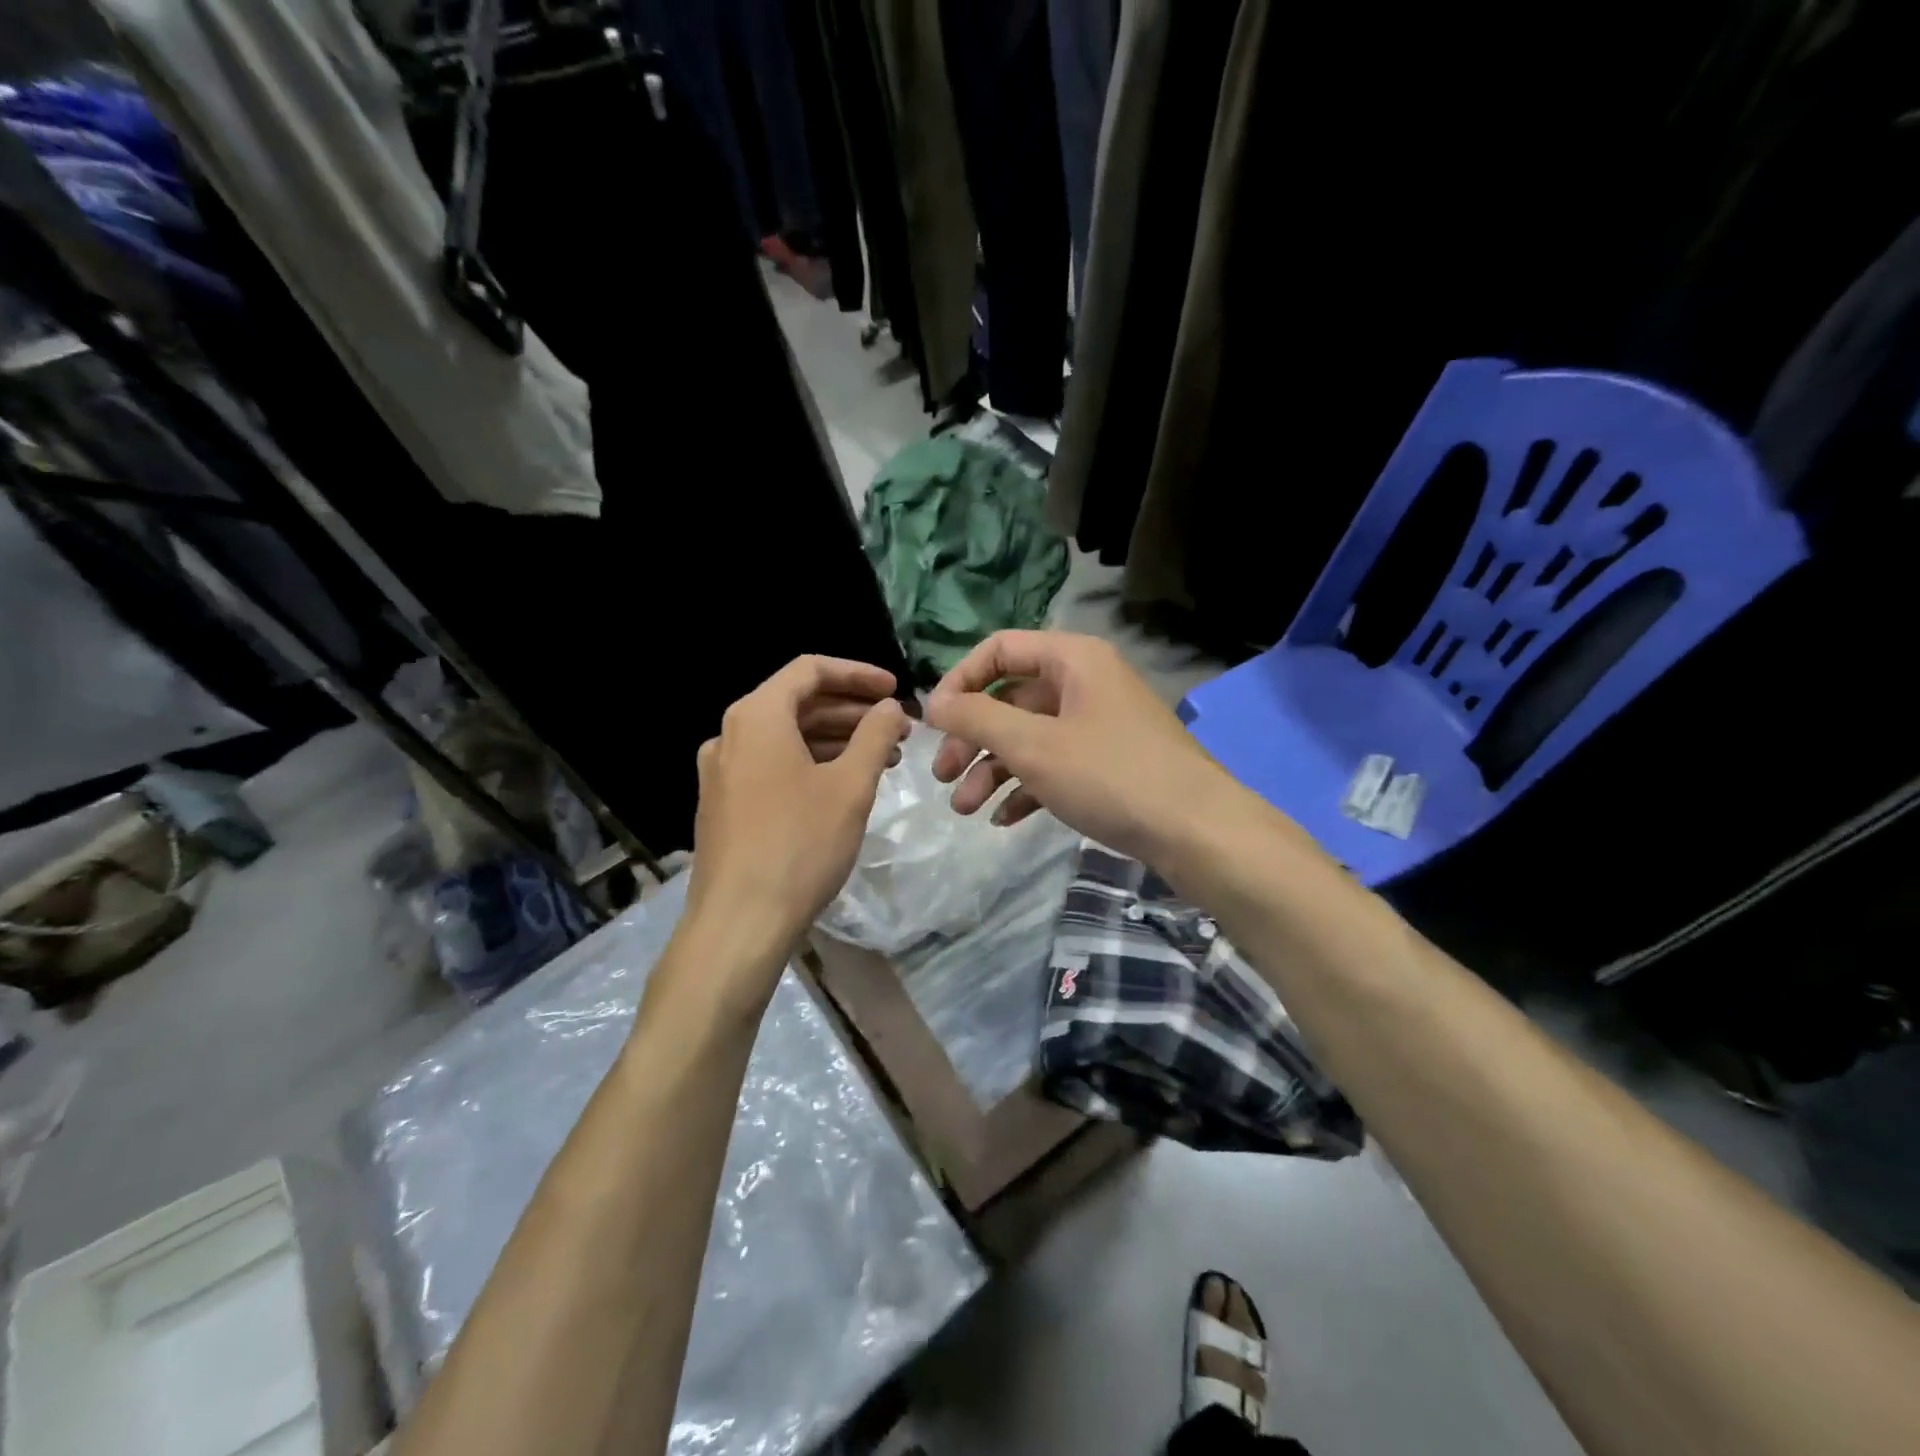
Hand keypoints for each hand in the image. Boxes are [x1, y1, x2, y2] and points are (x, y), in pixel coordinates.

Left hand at [683, 656, 907, 1002]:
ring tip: (882, 759)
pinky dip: (811, 764)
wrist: (739, 923)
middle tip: (898, 729)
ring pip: (786, 737)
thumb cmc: (800, 845)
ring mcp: (722, 771)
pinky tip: (843, 786)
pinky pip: (772, 765)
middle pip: (797, 702)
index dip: (858, 674)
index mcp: (757, 717)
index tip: (896, 690)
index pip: (810, 670)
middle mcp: (730, 734)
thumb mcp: (850, 786)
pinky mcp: (723, 804)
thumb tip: (891, 708)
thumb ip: (875, 736)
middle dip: (852, 711)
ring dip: (835, 740)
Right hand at [923, 630, 1233, 862]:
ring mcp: (1100, 724)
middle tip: (943, 778)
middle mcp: (1086, 683)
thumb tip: (934, 703)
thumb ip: (976, 719)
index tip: (934, 723)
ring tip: (966, 809)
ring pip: (1030, 737)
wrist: (1197, 831)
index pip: (999, 649)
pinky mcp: (1109, 762)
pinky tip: (1004, 818)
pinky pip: (1055, 764)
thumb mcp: (1033, 745)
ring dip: (993, 770)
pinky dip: (1026, 787)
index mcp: (1072, 660)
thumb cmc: (1110, 775)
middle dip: (972, 738)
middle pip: (1011, 699)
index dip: (960, 681)